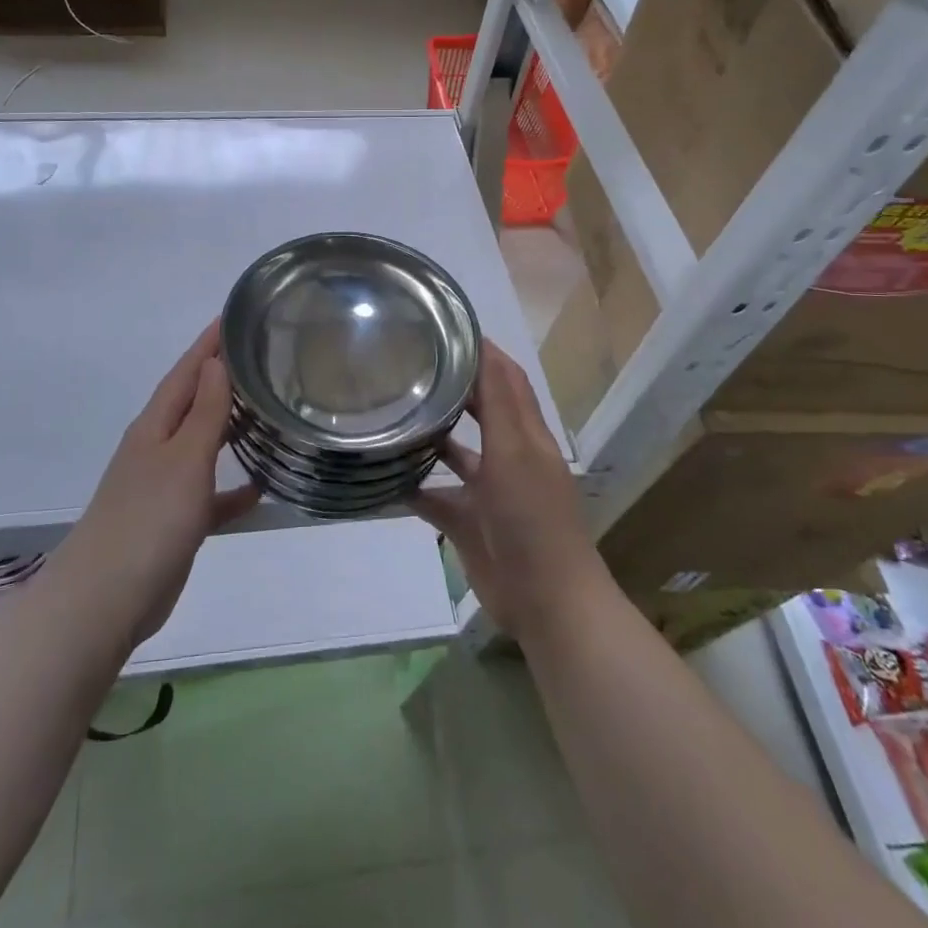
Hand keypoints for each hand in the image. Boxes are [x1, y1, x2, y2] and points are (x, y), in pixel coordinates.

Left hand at [53, 322, 258, 645]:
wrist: (105, 600)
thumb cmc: (149, 519)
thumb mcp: (184, 458)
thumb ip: (204, 411)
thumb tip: (215, 362)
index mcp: (156, 426)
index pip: (186, 372)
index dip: (209, 344)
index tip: (235, 316)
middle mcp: (157, 447)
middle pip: (193, 402)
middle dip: (222, 379)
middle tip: (262, 357)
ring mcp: (163, 485)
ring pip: (202, 444)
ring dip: (229, 428)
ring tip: (267, 412)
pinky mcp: (173, 521)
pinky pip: (209, 493)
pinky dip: (231, 487)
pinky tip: (260, 488)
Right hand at [410, 341, 610, 642]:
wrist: (546, 601)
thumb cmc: (533, 518)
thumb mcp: (516, 450)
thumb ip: (498, 401)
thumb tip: (483, 346)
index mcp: (526, 434)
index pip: (505, 378)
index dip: (482, 351)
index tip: (443, 326)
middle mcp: (508, 456)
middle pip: (480, 410)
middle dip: (452, 387)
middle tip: (408, 364)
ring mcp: (488, 491)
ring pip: (456, 453)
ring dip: (430, 435)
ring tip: (391, 411)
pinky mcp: (468, 523)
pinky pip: (435, 497)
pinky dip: (412, 487)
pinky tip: (381, 475)